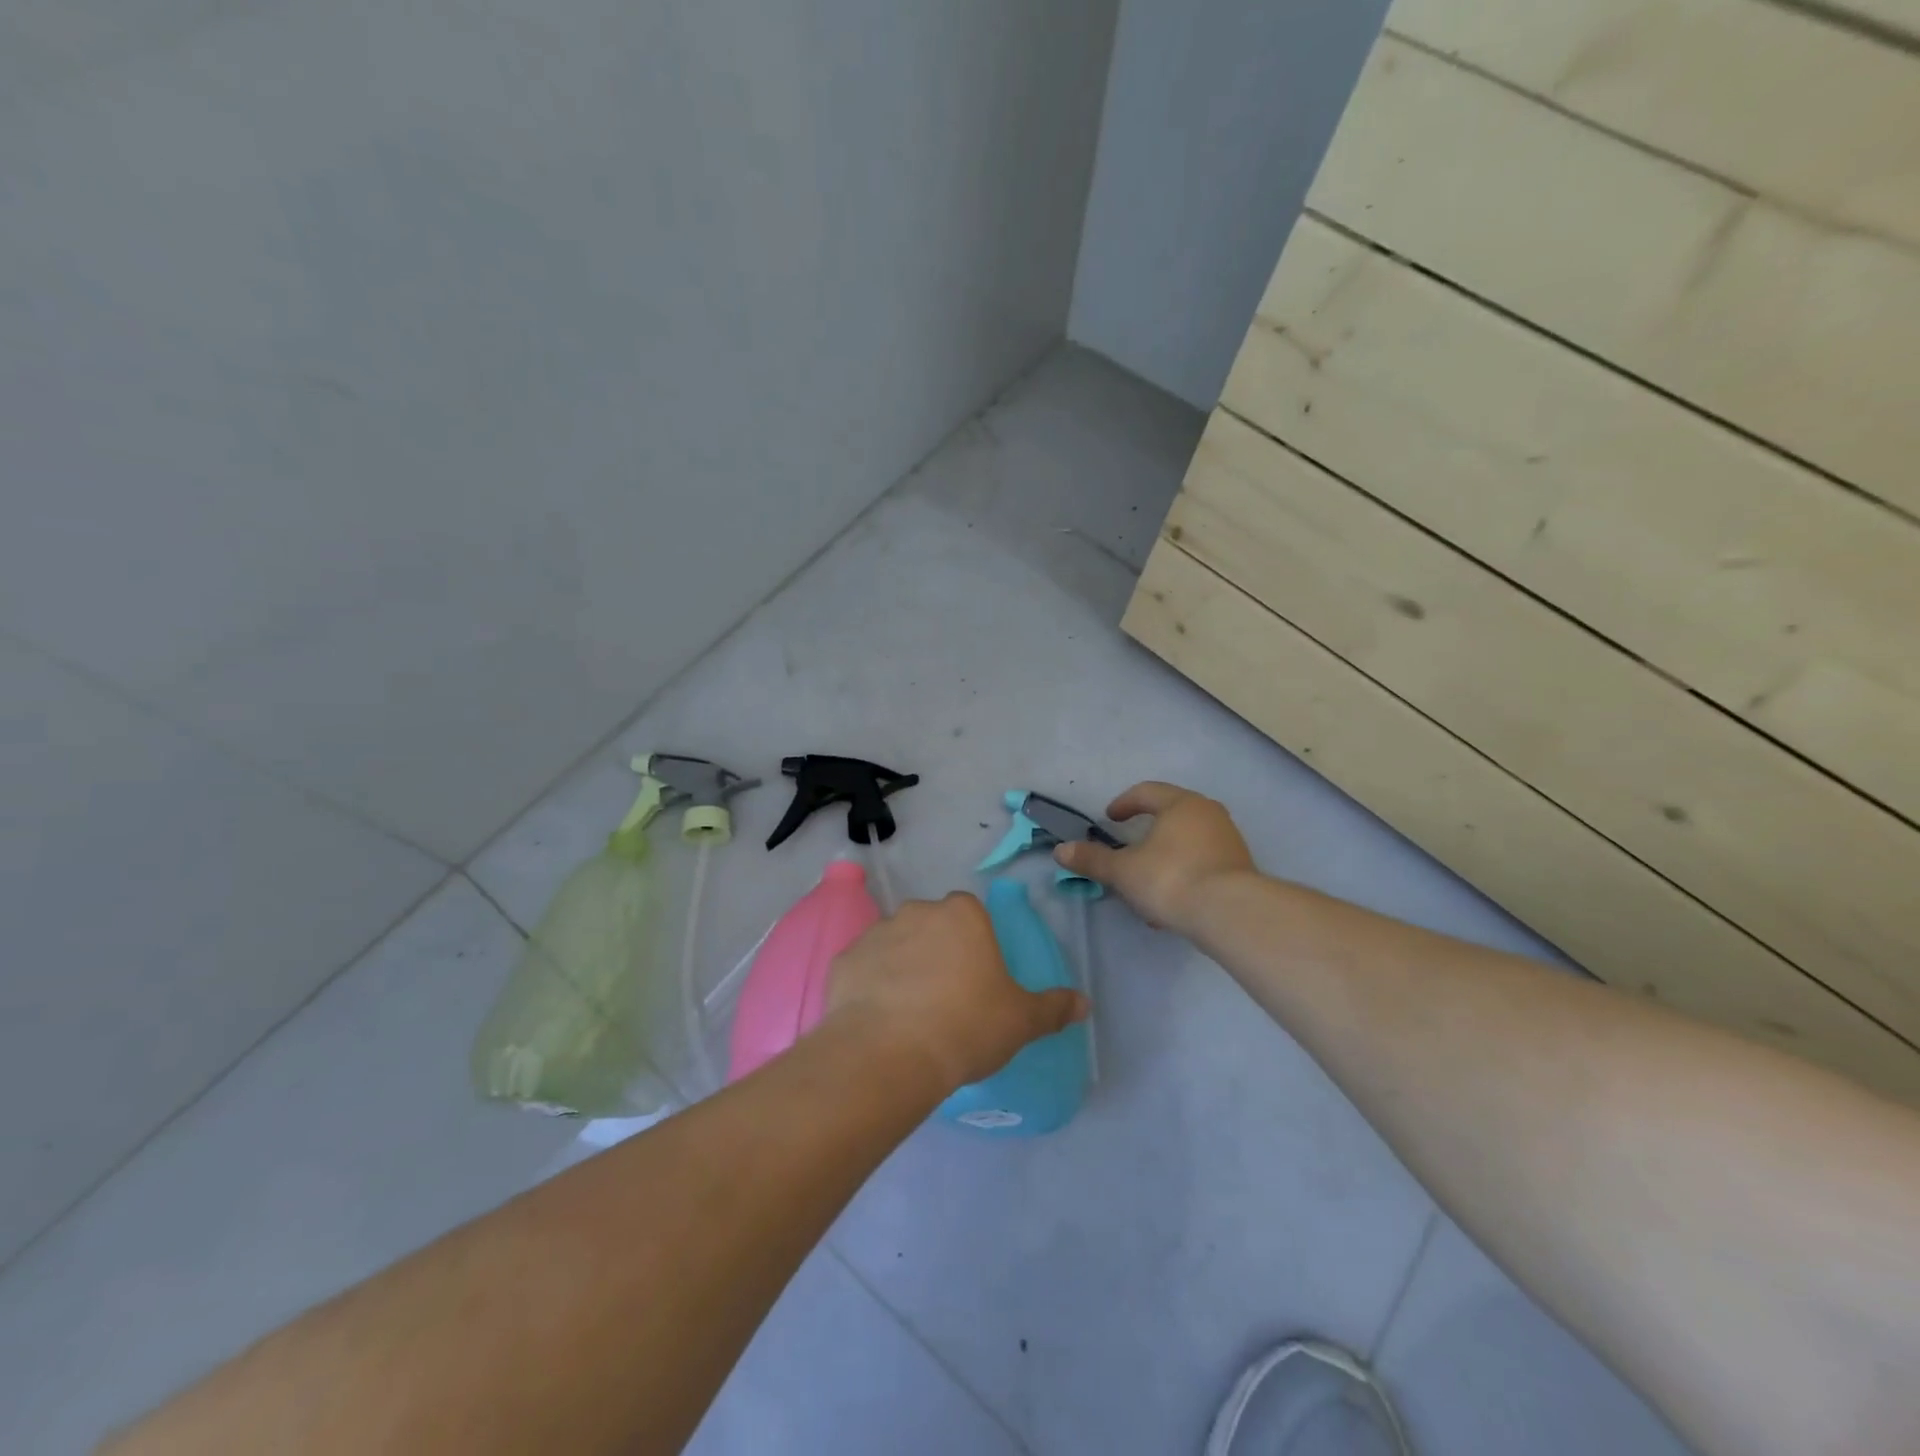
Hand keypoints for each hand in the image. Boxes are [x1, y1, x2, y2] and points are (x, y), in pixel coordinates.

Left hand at [826, 893, 1087, 1091]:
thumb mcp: (1021, 1021)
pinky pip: (864, 968)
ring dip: (902, 967)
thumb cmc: (966, 1025)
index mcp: (962, 915)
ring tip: (909, 1014)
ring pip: (896, 944)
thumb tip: (1084, 1004)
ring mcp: (877, 932)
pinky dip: (871, 986)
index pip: (971, 915)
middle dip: (938, 952)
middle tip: (945, 998)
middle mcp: (918, 911)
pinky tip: (878, 1020)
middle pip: (932, 925)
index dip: (975, 946)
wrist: (890, 1052)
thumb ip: (1053, 1008)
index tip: (976, 980)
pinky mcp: (844, 960)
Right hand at [1054, 781, 1255, 933]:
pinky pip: (1204, 864)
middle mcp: (1209, 814)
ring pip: (1188, 843)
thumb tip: (1061, 850)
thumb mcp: (1123, 871)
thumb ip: (1093, 860)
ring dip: (1166, 858)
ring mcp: (1229, 840)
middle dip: (1148, 833)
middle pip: (1172, 815)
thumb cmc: (1171, 879)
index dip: (1124, 803)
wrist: (1230, 914)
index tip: (1110, 818)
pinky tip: (1172, 904)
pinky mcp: (1241, 868)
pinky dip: (1185, 875)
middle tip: (1129, 847)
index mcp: (1181, 804)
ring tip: (1147, 884)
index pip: (1147, 792)